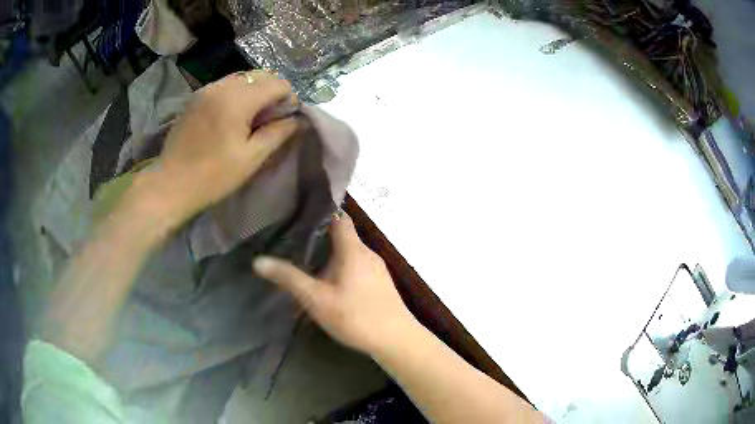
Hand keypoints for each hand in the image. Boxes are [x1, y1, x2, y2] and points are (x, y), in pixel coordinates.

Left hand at [138, 71, 297, 227]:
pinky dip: (236, 94)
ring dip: (254, 91)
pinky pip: (224, 85)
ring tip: (252, 118)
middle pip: (260, 75)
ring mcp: (206, 90)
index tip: (286, 120)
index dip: (289, 99)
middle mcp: (222, 85)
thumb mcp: (251, 158)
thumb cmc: (213, 176)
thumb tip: (298, 120)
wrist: (171, 185)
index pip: (277, 84)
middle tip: (271, 118)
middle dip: (273, 92)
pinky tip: (232, 117)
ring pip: (242, 78)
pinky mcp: (195, 98)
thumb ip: (278, 134)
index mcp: (238, 99)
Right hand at [253, 213, 417, 354]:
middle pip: (342, 236)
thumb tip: (258, 260)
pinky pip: (357, 267)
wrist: (396, 340)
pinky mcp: (380, 283)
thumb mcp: (316, 299)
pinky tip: (330, 284)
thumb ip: (289, 278)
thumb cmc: (355, 316)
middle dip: (320, 238)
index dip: (322, 212)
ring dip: (330, 256)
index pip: (339, 218)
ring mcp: (377, 269)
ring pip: (349, 254)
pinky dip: (342, 269)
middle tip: (294, 242)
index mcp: (353, 249)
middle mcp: (367, 253)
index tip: (299, 214)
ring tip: (307, 263)